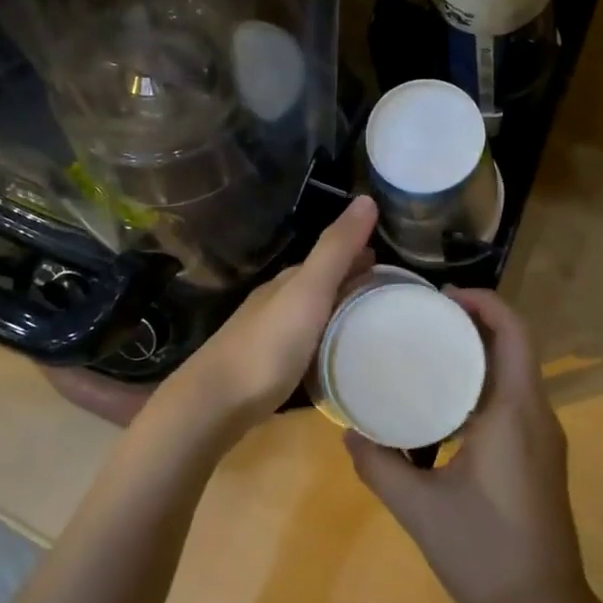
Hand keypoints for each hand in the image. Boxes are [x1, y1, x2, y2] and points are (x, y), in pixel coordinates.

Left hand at [163, 195, 377, 439]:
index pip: (329, 258)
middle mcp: (276, 302)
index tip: (389, 264)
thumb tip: (367, 198)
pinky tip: (335, 358)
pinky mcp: (265, 368)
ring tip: (370, 327)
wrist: (214, 404)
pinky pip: (304, 344)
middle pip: (320, 286)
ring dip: (338, 314)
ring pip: (311, 316)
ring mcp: (267, 336)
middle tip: (388, 295)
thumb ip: (336, 249)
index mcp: (288, 282)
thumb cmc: (267, 346)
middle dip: (351, 284)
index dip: (357, 256)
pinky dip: (325, 341)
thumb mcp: (308, 292)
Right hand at [346, 288, 589, 602]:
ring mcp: (544, 437)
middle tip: (426, 316)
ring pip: (517, 372)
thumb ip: (379, 466)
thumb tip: (348, 433)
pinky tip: (448, 401)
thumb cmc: (484, 553)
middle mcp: (537, 414)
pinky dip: (485, 382)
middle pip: (515, 345)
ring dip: (481, 351)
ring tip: (431, 348)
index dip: (484, 303)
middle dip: (476, 321)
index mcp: (515, 412)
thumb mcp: (419, 508)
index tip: (442, 296)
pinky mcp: (541, 456)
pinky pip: (515, 398)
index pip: (513, 333)